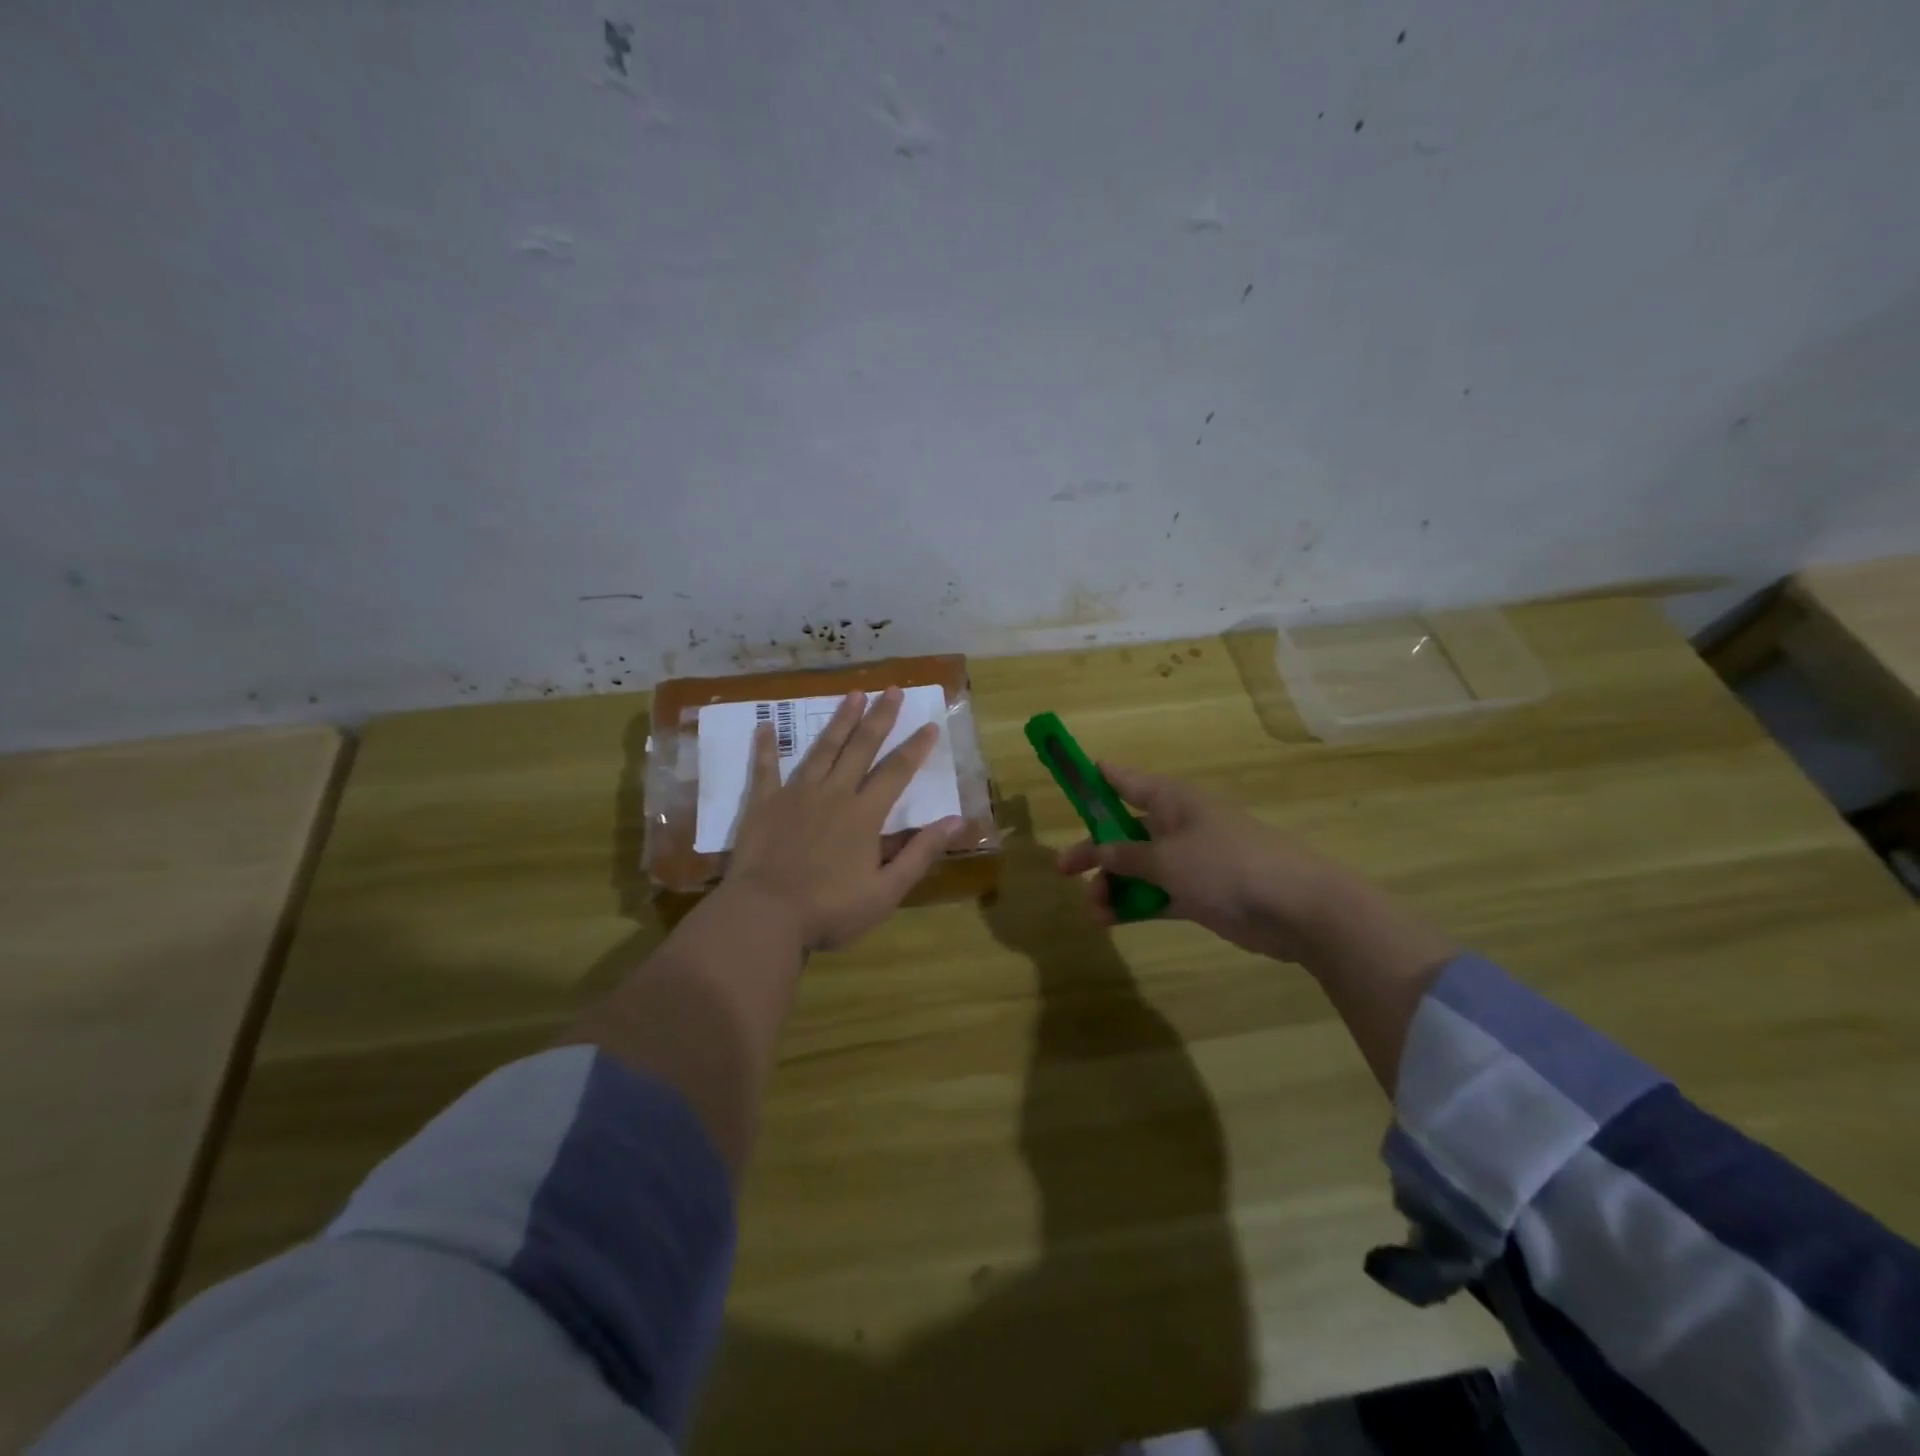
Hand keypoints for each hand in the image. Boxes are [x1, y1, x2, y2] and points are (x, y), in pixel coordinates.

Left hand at [722, 688, 963, 952]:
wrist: (764, 915)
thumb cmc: (830, 910)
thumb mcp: (886, 891)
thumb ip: (920, 853)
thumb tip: (956, 821)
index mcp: (864, 815)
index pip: (897, 772)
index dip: (915, 747)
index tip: (930, 724)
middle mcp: (833, 793)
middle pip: (861, 748)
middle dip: (879, 717)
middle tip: (892, 689)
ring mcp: (796, 794)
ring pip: (822, 749)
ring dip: (840, 721)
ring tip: (853, 694)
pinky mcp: (763, 804)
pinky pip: (765, 768)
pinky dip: (766, 746)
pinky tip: (765, 724)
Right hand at [1054, 763, 1352, 963]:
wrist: (1296, 907)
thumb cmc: (1225, 865)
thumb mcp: (1166, 858)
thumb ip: (1126, 856)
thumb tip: (1097, 851)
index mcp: (1172, 801)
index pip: (1125, 780)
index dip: (1096, 778)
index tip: (1069, 776)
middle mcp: (1178, 825)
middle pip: (1125, 831)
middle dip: (1095, 849)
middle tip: (1063, 869)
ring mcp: (1190, 860)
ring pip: (1139, 867)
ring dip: (1113, 884)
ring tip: (1093, 910)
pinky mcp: (1200, 893)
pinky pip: (1156, 894)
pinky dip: (1135, 904)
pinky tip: (1111, 920)